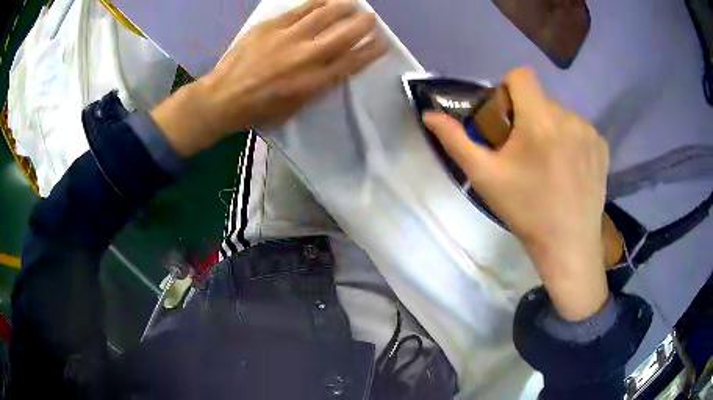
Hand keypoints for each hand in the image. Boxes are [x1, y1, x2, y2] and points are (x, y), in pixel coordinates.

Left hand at [152, 0, 386, 156]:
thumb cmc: (261, 108)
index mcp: (315, 81)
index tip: (383, 42)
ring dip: (343, 7)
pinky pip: (300, 10)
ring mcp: (289, 37)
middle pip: (344, 34)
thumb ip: (318, 85)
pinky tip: (325, 0)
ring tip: (353, 3)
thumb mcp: (296, 106)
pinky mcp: (272, 26)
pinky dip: (316, 3)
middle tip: (371, 17)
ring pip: (324, 15)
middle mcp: (308, 55)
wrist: (225, 96)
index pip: (352, 61)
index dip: (371, 51)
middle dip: (363, 24)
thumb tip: (333, 67)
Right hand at [423, 67, 609, 320]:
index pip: (521, 76)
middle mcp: (568, 118)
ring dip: (550, 129)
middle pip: (540, 99)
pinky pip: (579, 129)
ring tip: (550, 165)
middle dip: (528, 116)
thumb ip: (456, 141)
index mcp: (539, 121)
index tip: (507, 122)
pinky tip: (569, 170)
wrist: (568, 245)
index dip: (508, 91)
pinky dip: (571, 141)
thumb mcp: (484, 177)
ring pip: (561, 115)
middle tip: (526, 153)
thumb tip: (430, 115)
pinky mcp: (602, 146)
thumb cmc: (525, 211)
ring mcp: (589, 132)